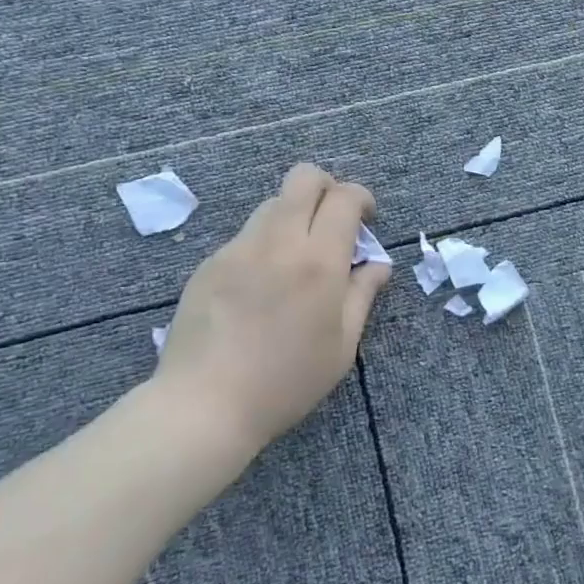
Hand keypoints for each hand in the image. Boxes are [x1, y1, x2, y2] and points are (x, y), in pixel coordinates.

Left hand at [152, 163, 391, 458]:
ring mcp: (239, 248)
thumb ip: (362, 295)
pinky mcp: (210, 262)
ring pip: (273, 203)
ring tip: (297, 258)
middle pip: (304, 178)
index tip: (366, 219)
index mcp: (318, 262)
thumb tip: (378, 264)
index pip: (344, 197)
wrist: (205, 405)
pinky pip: (247, 236)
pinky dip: (265, 245)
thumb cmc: (286, 382)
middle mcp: (279, 242)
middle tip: (333, 220)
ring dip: (295, 216)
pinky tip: (260, 287)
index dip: (361, 198)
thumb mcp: (341, 346)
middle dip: (327, 186)